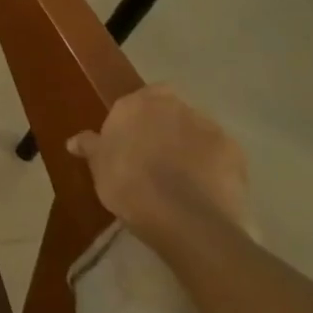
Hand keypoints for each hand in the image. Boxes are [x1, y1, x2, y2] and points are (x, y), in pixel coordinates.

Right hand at [66, 86, 247, 241]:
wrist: (184, 217)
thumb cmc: (128, 183)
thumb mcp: (98, 166)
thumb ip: (90, 147)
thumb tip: (74, 141)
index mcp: (137, 104)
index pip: (142, 96)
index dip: (139, 115)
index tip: (132, 136)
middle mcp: (175, 107)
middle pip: (172, 110)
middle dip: (166, 127)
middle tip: (154, 155)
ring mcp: (210, 128)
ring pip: (198, 131)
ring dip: (191, 145)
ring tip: (181, 175)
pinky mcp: (237, 154)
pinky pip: (220, 154)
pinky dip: (213, 165)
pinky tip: (203, 188)